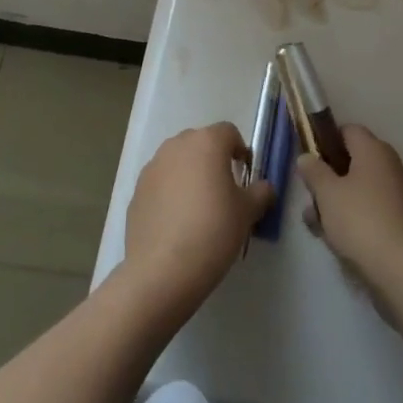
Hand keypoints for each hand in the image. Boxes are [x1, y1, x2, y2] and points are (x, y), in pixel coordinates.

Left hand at [122, 123, 274, 307]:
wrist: (162, 270)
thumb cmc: (212, 232)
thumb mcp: (247, 214)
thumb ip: (260, 193)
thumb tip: (265, 187)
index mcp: (207, 142)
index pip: (229, 132)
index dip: (240, 151)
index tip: (245, 176)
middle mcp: (178, 144)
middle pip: (201, 143)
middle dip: (213, 162)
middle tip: (223, 194)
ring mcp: (153, 165)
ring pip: (179, 162)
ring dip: (190, 176)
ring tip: (198, 210)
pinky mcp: (137, 189)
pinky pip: (161, 183)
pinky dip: (170, 193)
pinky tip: (176, 224)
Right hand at [296, 125, 402, 290]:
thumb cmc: (360, 221)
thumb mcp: (326, 193)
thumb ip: (313, 171)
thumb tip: (306, 157)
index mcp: (373, 149)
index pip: (347, 130)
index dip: (325, 141)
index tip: (309, 161)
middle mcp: (389, 165)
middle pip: (352, 161)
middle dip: (328, 178)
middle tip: (311, 197)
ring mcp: (398, 195)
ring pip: (360, 189)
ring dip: (337, 202)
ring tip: (316, 225)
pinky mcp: (401, 222)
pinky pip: (371, 210)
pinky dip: (354, 219)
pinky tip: (336, 239)